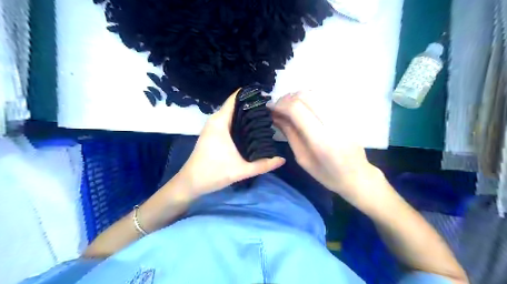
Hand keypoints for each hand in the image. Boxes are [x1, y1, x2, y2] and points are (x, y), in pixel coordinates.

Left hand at [174, 90, 284, 198]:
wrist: (191, 182)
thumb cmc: (213, 173)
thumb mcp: (241, 170)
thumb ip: (263, 165)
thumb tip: (282, 159)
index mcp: (220, 122)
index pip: (235, 99)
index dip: (250, 95)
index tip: (267, 96)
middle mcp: (216, 120)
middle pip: (235, 105)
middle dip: (252, 105)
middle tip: (271, 109)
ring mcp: (213, 126)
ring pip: (232, 114)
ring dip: (246, 114)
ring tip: (265, 116)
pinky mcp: (213, 133)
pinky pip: (229, 121)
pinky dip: (240, 121)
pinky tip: (252, 128)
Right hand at [271, 92, 386, 210]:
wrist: (357, 176)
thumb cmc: (327, 174)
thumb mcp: (303, 158)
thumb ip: (290, 134)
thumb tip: (276, 117)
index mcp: (320, 140)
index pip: (297, 109)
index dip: (280, 105)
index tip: (270, 109)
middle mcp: (332, 123)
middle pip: (305, 96)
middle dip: (287, 98)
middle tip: (277, 108)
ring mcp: (341, 116)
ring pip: (315, 93)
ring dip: (297, 97)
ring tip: (288, 108)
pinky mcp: (345, 114)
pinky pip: (323, 98)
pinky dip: (308, 99)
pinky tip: (302, 108)